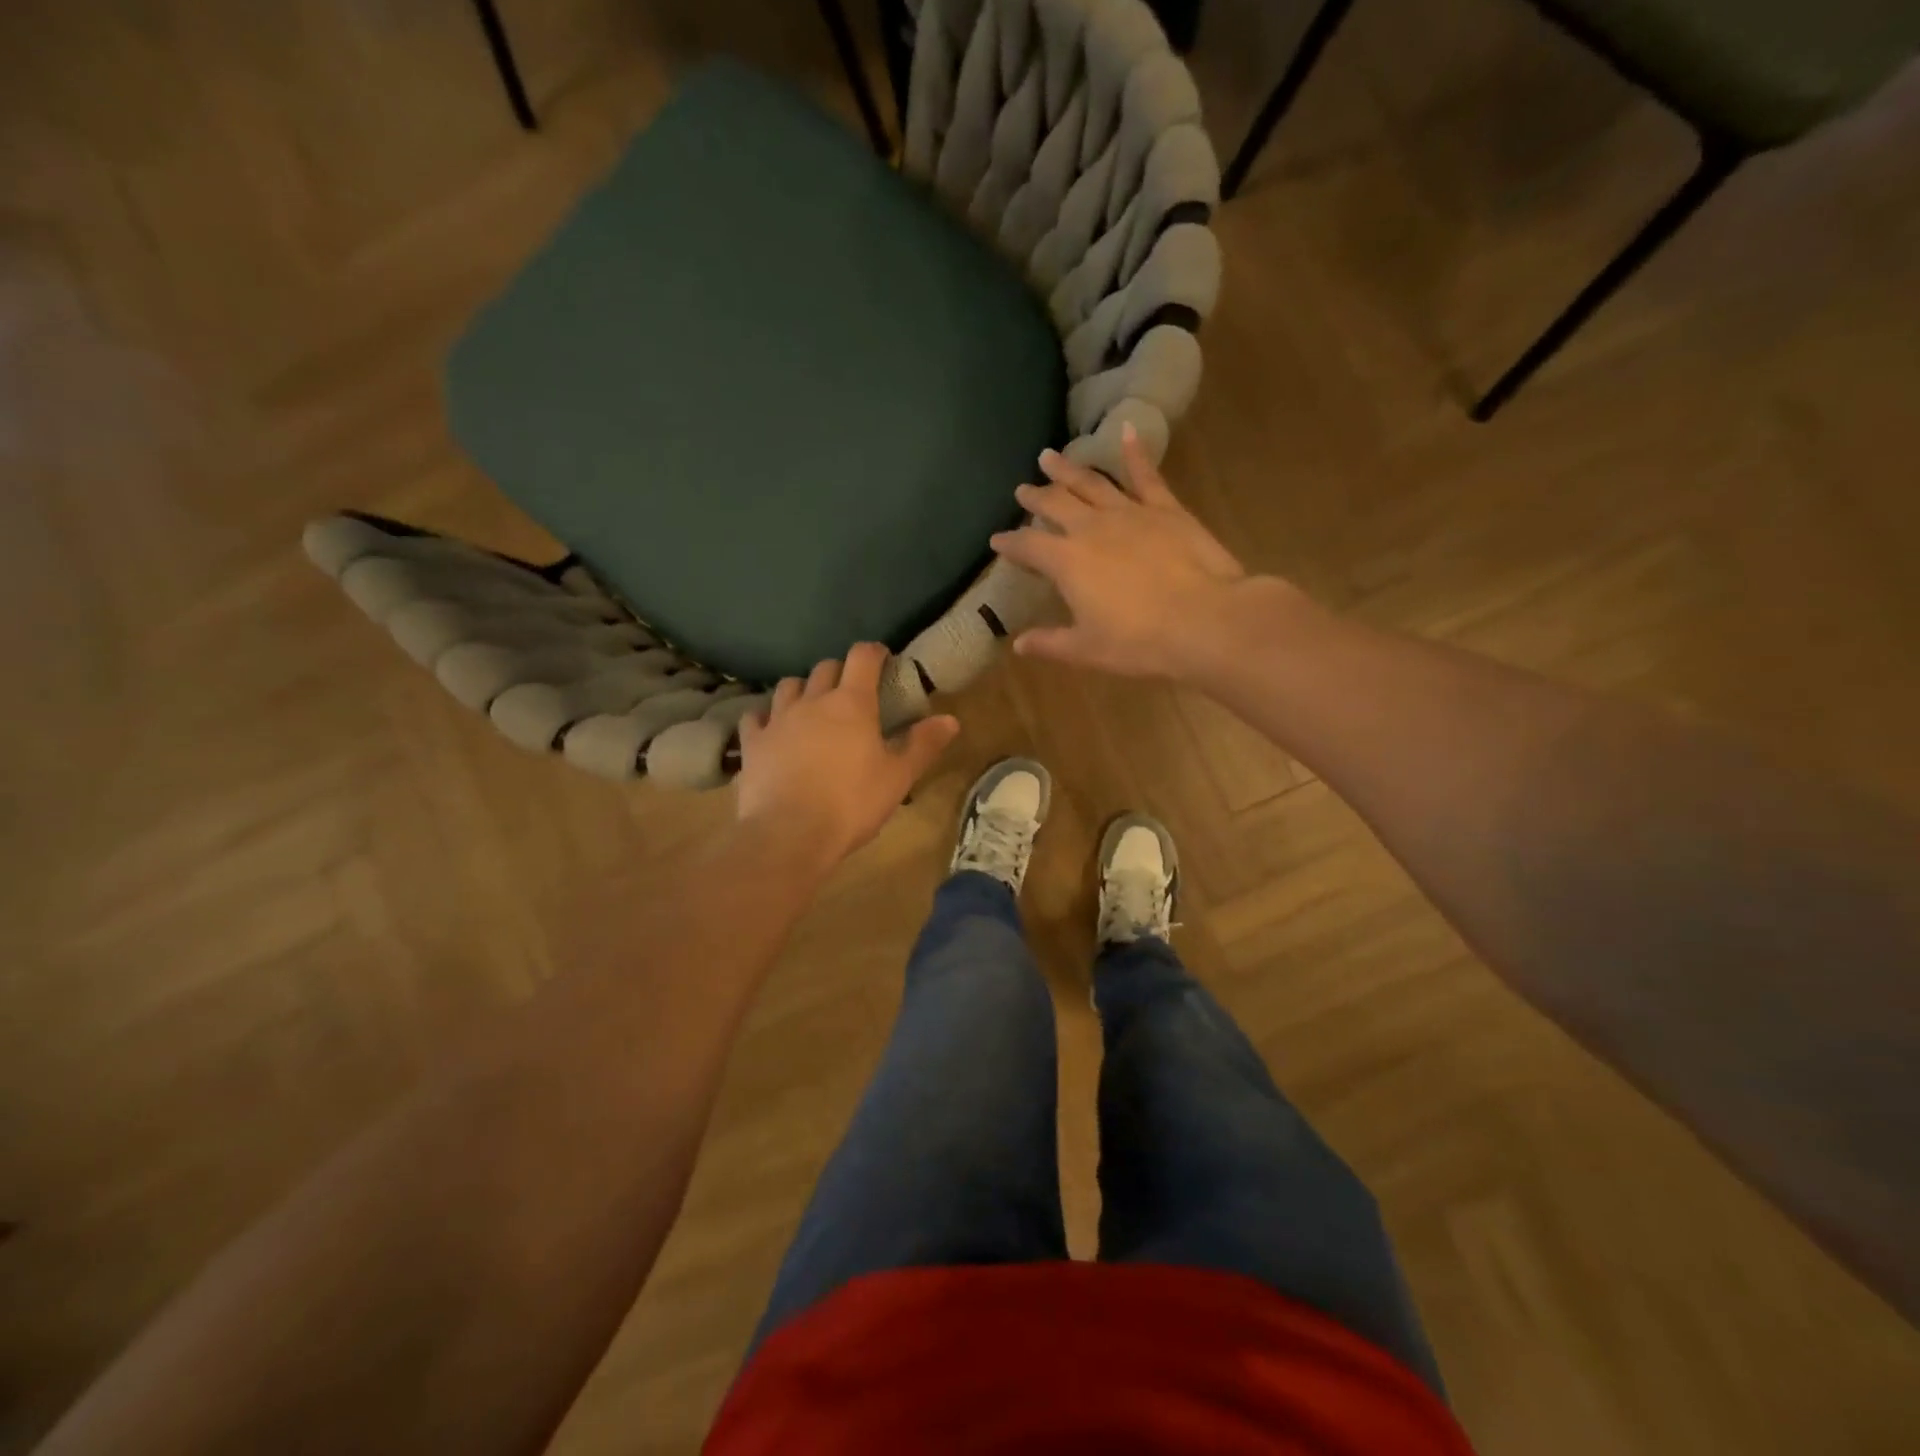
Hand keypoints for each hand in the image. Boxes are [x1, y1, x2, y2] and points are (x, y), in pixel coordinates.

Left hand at [735, 642, 960, 868]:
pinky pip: (756, 716)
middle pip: (825, 668)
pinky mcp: (753, 742)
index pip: (862, 658)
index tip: (882, 658)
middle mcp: (813, 701)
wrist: (789, 834)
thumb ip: (923, 745)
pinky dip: (767, 716)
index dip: (874, 652)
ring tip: (812, 706)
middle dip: (840, 672)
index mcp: (852, 703)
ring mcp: (778, 719)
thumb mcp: (898, 778)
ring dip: (803, 689)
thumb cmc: (852, 803)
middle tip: (852, 691)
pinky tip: (772, 729)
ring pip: (789, 686)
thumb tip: (950, 719)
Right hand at [988, 424, 1252, 679]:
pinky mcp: (1165, 509)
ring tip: (1050, 456)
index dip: (1009, 544)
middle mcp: (1091, 528)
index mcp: (1066, 563)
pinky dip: (1134, 451)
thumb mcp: (1086, 650)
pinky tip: (1127, 429)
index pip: (1028, 547)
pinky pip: (1146, 475)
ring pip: (1091, 483)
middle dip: (1036, 497)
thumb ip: (1049, 643)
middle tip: (1022, 490)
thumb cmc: (1138, 642)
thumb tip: (1018, 644)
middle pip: (1055, 505)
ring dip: (1068, 469)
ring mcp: (1129, 513)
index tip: (996, 540)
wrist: (1203, 621)